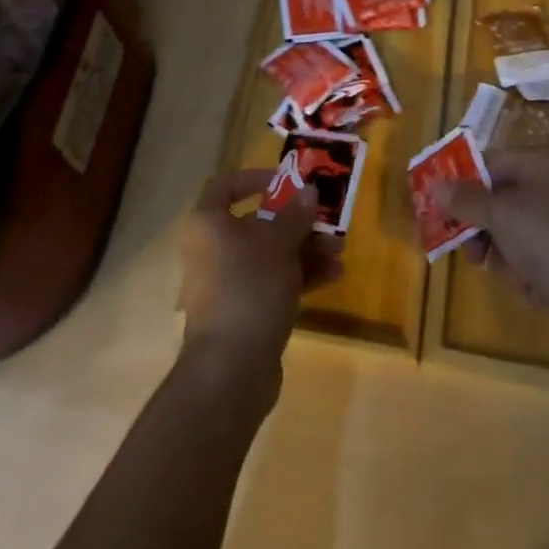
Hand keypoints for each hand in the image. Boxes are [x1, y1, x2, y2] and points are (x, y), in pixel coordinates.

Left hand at [178, 168, 344, 380]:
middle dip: (296, 221)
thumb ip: (295, 215)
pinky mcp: (245, 312)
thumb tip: (309, 191)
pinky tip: (334, 275)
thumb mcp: (278, 243)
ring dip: (306, 249)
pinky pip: (274, 282)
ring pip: (270, 255)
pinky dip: (301, 276)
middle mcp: (213, 250)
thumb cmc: (249, 287)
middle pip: (257, 222)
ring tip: (340, 250)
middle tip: (327, 219)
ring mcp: (229, 284)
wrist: (231, 370)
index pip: (225, 186)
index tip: (287, 182)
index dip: (255, 178)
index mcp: (209, 225)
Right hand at [431, 150, 548, 352]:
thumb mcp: (500, 216)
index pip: (487, 163)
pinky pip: (528, 259)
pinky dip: (523, 274)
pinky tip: (532, 288)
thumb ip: (464, 200)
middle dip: (481, 228)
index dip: (460, 183)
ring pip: (509, 233)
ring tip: (509, 273)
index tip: (435, 207)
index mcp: (539, 165)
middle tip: (467, 250)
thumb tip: (433, 183)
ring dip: (502, 255)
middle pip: (496, 200)